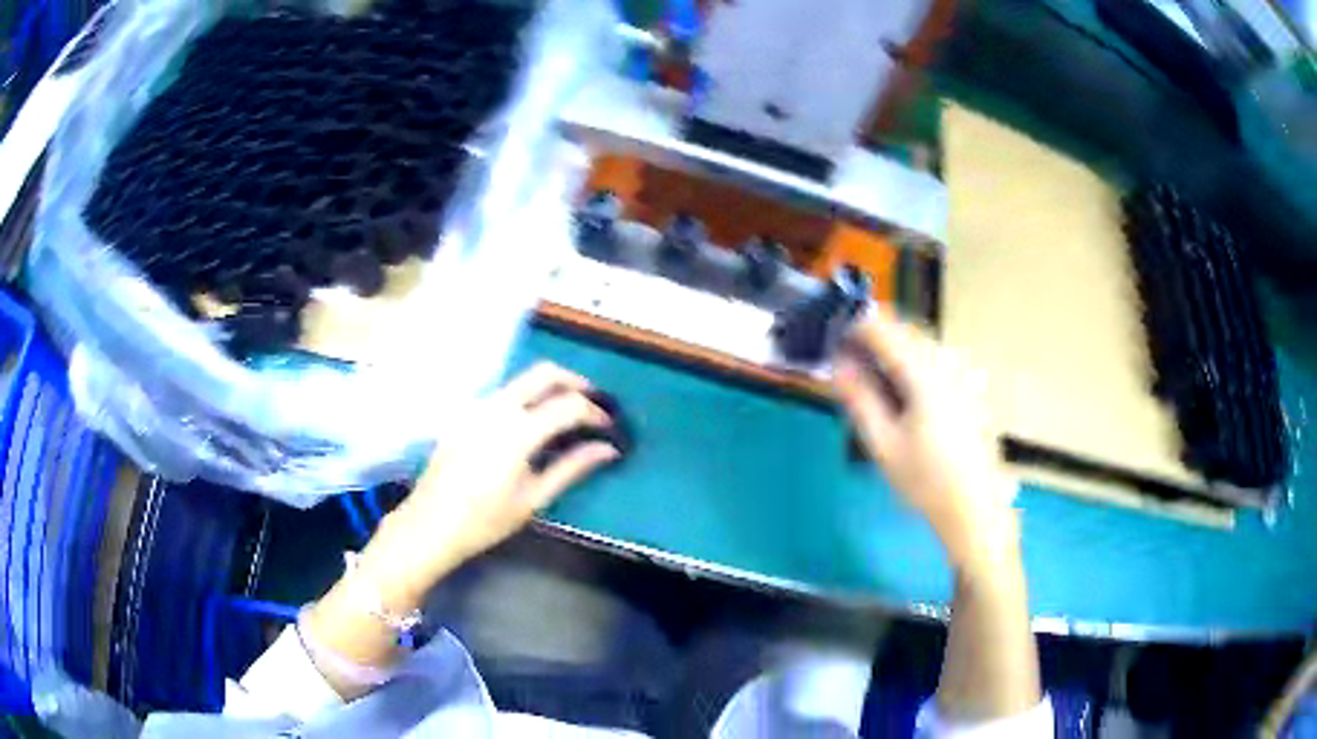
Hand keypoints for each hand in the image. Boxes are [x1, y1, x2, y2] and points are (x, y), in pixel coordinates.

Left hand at [363, 362, 619, 600]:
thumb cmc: (485, 521)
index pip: (569, 405)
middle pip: (544, 373)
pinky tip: (533, 426)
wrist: (429, 525)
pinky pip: (503, 394)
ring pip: (521, 380)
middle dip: (574, 382)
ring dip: (549, 388)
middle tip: (594, 403)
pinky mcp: (464, 415)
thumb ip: (572, 467)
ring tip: (567, 415)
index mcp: (517, 431)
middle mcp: (497, 407)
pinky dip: (527, 398)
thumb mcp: (533, 499)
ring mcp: (477, 407)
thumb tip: (607, 449)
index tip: (609, 426)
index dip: (595, 412)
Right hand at [834, 309, 1018, 573]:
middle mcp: (947, 365)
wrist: (974, 508)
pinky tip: (904, 393)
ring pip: (922, 345)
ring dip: (894, 349)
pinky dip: (913, 363)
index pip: (884, 330)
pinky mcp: (971, 390)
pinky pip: (936, 361)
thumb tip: (838, 364)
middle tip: (847, 360)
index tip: (833, 337)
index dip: (854, 326)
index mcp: (925, 374)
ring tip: (871, 377)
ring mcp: (963, 376)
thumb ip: (859, 398)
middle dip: (874, 336)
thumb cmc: (925, 481)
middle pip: (906, 331)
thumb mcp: (883, 444)